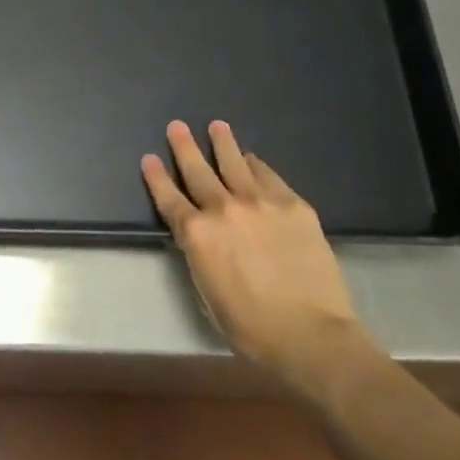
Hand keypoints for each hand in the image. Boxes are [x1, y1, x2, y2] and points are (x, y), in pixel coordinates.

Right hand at [142, 120, 358, 387]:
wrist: (310, 333)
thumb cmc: (252, 328)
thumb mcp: (208, 294)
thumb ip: (201, 258)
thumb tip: (202, 238)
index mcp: (197, 235)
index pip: (169, 199)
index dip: (156, 177)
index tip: (149, 158)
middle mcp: (224, 209)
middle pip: (198, 171)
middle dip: (184, 147)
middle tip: (177, 126)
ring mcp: (261, 202)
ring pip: (235, 163)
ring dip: (223, 143)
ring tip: (217, 126)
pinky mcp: (294, 205)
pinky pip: (269, 176)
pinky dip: (257, 165)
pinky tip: (253, 159)